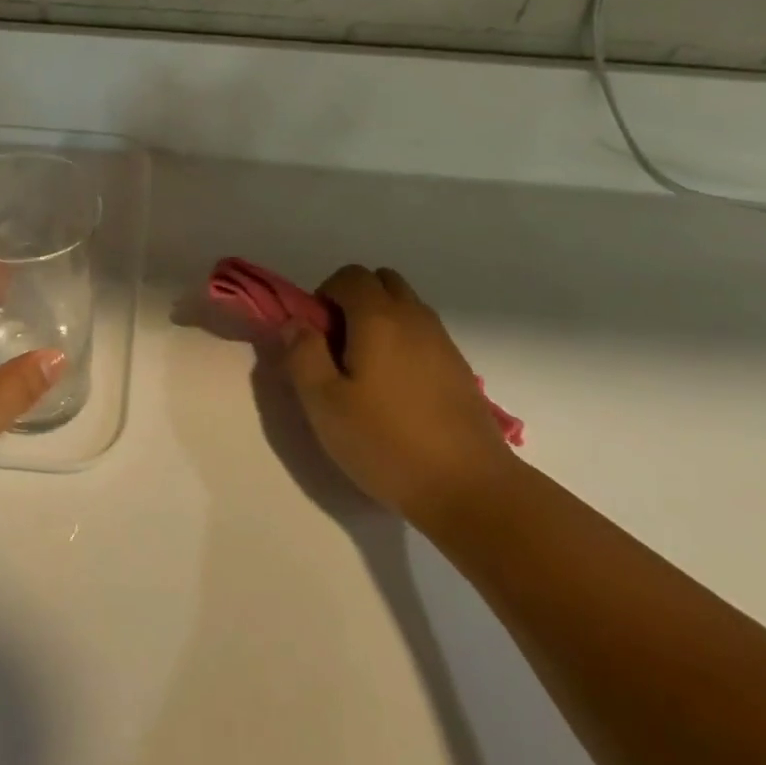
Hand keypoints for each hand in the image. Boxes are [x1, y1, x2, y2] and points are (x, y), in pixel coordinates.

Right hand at [280, 265, 513, 531]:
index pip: (349, 275)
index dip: (323, 296)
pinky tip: (396, 391)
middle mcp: (414, 317)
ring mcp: (442, 341)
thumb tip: (296, 323)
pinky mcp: (459, 368)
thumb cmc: (385, 443)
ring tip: (365, 371)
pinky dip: (403, 343)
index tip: (315, 336)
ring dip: (380, 321)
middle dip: (353, 300)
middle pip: (381, 281)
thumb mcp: (324, 403)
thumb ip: (302, 354)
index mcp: (378, 318)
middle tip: (337, 346)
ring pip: (405, 307)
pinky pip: (423, 334)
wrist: (469, 488)